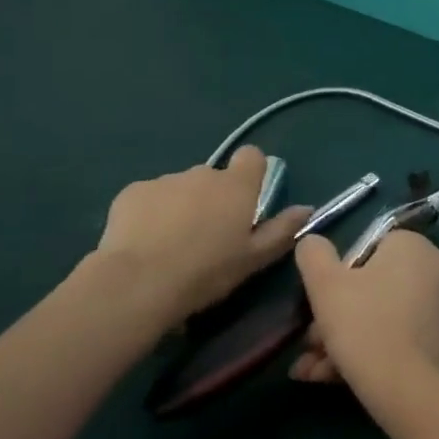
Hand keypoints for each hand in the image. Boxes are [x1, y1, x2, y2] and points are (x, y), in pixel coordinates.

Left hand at [86, 147, 312, 328]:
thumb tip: (306, 208)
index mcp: (236, 186)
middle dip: (212, 199)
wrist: (139, 282)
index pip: (252, 157)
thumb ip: (282, 230)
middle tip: (206, 237)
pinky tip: (144, 243)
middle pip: (214, 178)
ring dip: (181, 207)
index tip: (245, 200)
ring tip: (170, 245)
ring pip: (180, 188)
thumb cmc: (207, 272)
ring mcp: (165, 180)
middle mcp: (203, 173)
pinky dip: (150, 213)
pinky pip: (149, 198)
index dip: (251, 174)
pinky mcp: (132, 192)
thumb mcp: (253, 259)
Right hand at [289, 230, 438, 392]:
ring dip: (341, 339)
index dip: (337, 274)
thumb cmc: (364, 325)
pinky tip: (329, 377)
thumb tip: (311, 242)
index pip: (366, 247)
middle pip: (370, 286)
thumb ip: (313, 254)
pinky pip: (393, 336)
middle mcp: (433, 270)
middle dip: (334, 315)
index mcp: (413, 246)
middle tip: (310, 342)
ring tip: (311, 369)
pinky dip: (364, 351)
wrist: (407, 392)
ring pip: (377, 315)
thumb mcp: (325, 284)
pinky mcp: (437, 342)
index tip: (318, 302)